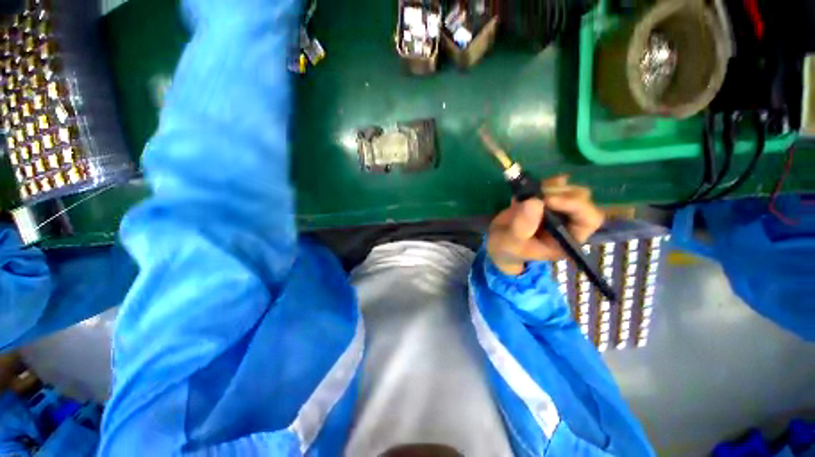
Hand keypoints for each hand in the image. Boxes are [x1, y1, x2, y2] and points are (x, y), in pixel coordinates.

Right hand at [487, 176, 604, 275]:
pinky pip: (555, 185)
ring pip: (569, 189)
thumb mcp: (511, 243)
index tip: (548, 200)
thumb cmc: (507, 248)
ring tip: (527, 195)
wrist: (497, 242)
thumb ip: (521, 227)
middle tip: (535, 195)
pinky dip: (543, 182)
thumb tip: (535, 202)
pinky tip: (527, 189)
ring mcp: (558, 210)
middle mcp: (568, 223)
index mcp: (567, 239)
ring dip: (549, 187)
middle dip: (559, 193)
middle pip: (582, 200)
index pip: (588, 220)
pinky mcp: (546, 200)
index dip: (575, 206)